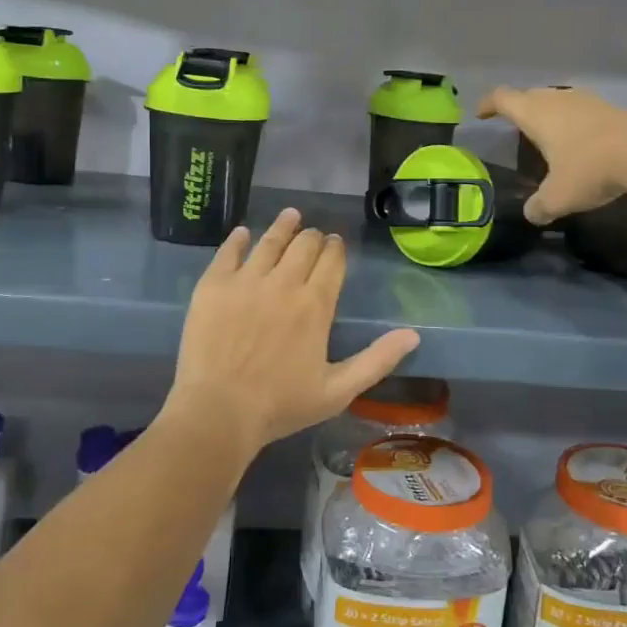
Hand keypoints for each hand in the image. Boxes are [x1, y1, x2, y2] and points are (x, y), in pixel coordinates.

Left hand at [166, 209, 420, 456]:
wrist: (218, 411)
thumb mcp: (338, 391)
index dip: (336, 249)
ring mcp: (245, 281)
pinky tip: (244, 233)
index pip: (331, 262)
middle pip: (303, 245)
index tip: (336, 244)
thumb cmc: (280, 405)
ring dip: (283, 226)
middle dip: (313, 237)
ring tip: (290, 215)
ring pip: (269, 241)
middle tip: (314, 236)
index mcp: (315, 305)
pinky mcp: (213, 285)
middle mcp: (283, 283)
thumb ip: (376, 360)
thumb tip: (413, 335)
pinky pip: (228, 252)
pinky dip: (239, 240)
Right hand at [478, 86, 626, 225]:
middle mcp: (558, 100)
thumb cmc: (590, 170)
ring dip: (548, 113)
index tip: (481, 114)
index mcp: (536, 115)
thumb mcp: (558, 197)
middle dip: (518, 108)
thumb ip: (539, 206)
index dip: (488, 104)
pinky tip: (580, 141)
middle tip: (514, 126)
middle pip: (530, 95)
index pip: (503, 98)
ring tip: (547, 134)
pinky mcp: (611, 109)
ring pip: (558, 100)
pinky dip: (573, 121)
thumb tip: (532, 214)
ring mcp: (587, 101)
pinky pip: (581, 110)